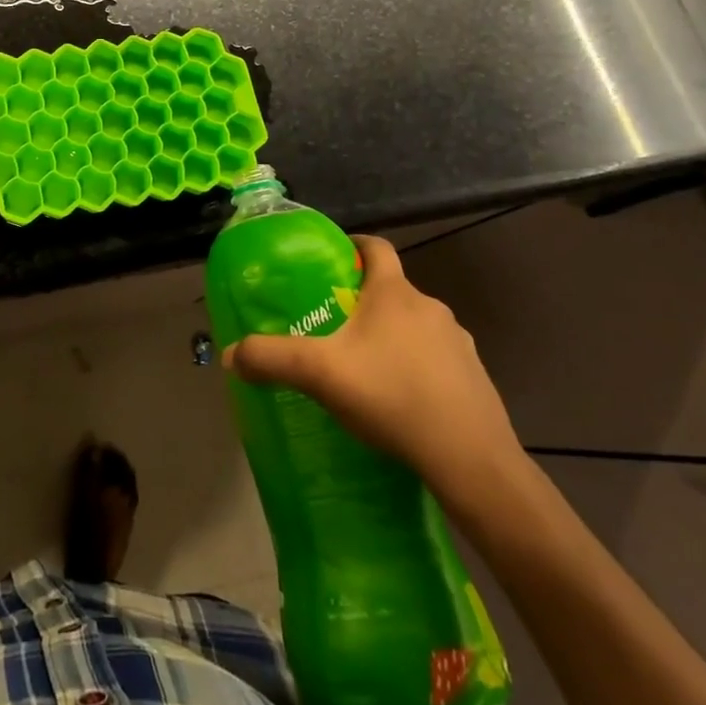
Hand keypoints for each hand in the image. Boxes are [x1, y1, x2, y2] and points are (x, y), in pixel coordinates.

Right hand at [224, 235, 526, 515]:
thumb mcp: (319, 374)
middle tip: (333, 326)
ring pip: (415, 326)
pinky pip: (436, 360)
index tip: (333, 258)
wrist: (471, 459)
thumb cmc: (391, 396)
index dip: (354, 245)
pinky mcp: (475, 378)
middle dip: (363, 302)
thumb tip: (230, 355)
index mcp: (394, 293)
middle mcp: (430, 307)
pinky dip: (415, 368)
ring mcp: (459, 343)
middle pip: (392, 290)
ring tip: (364, 368)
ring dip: (390, 337)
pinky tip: (398, 401)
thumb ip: (270, 359)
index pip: (376, 247)